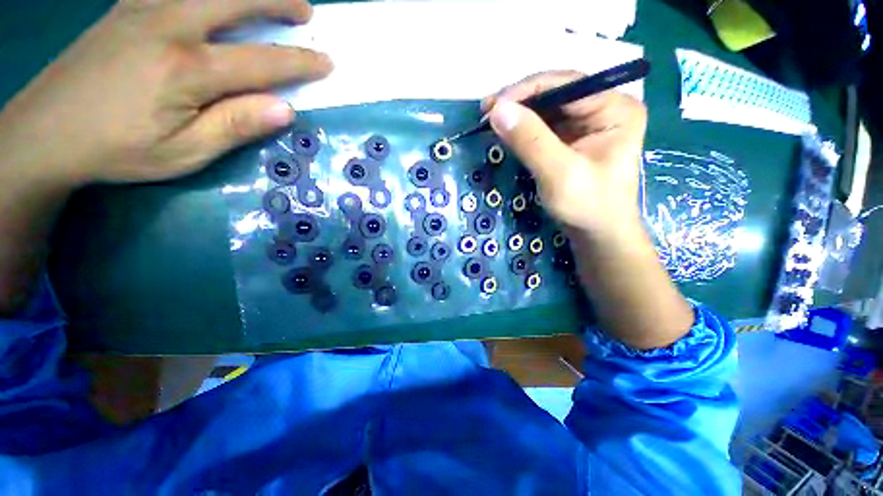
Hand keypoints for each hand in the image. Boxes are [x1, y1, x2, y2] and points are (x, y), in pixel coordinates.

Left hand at [0, 0, 331, 186]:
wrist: (45, 133)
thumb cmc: (118, 149)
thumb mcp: (185, 153)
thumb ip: (236, 126)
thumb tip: (285, 109)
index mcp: (188, 70)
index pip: (262, 62)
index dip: (300, 62)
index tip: (327, 62)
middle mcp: (169, 27)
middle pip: (235, 1)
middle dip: (277, 2)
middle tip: (305, 11)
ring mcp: (143, 11)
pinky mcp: (125, 9)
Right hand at [483, 71, 645, 235]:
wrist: (598, 235)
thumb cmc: (588, 206)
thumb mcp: (559, 174)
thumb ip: (530, 141)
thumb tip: (497, 110)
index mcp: (614, 108)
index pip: (565, 84)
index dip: (525, 91)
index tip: (492, 106)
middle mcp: (603, 108)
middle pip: (555, 94)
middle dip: (519, 103)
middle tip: (486, 113)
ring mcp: (588, 124)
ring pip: (547, 110)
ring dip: (518, 115)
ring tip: (491, 122)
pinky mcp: (573, 140)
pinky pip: (544, 127)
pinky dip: (523, 130)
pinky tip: (507, 133)